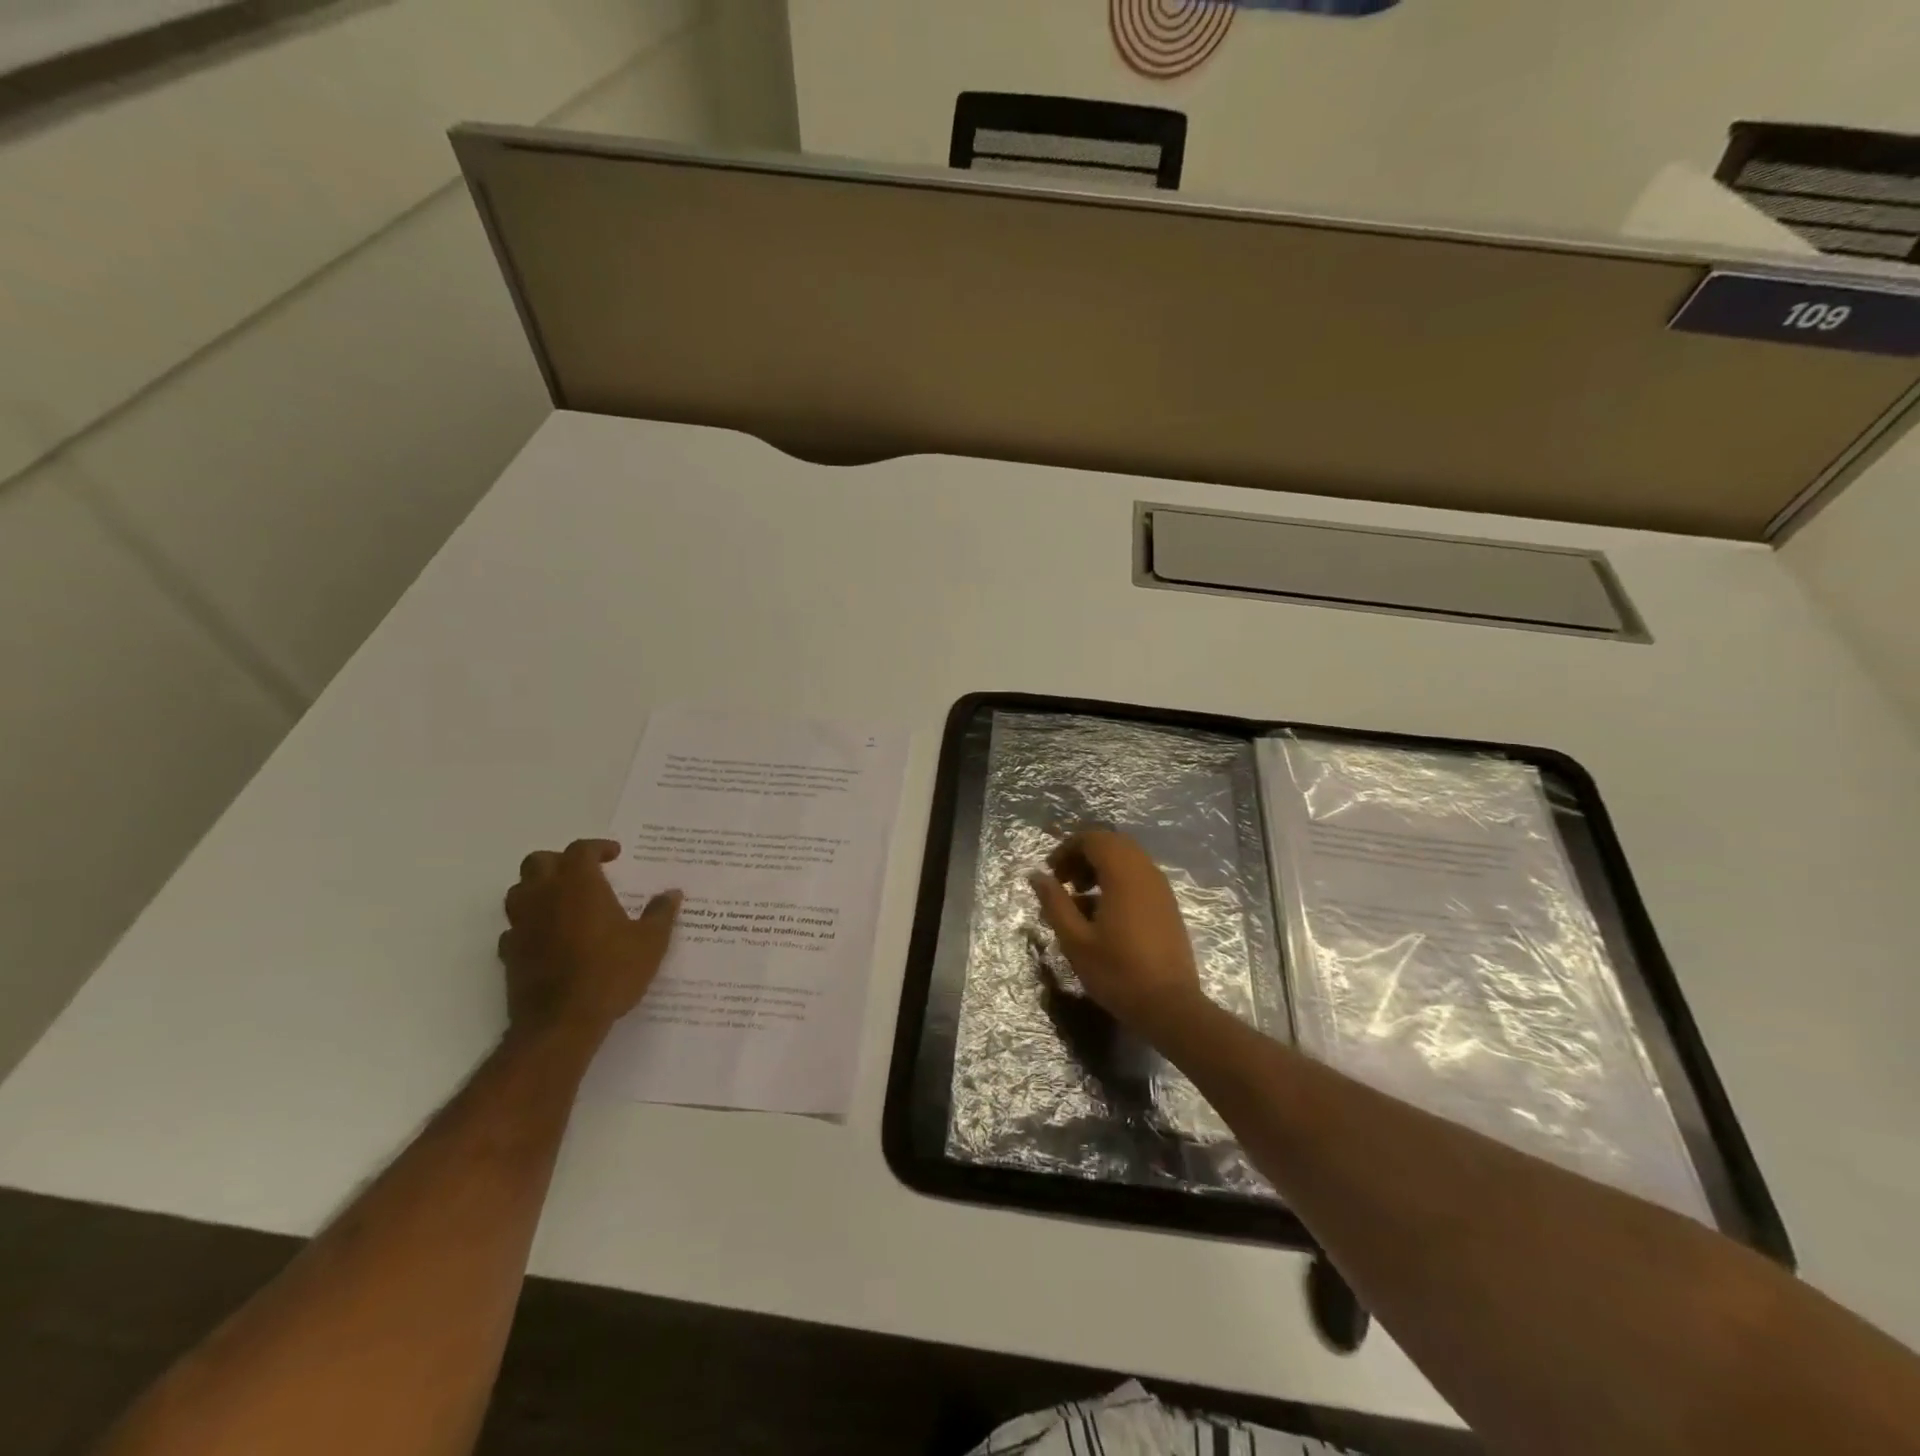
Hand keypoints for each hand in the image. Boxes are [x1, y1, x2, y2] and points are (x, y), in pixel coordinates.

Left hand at [499, 839, 680, 1041]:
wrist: (561, 1023)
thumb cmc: (611, 972)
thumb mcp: (651, 942)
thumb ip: (661, 913)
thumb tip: (672, 893)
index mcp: (579, 885)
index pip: (580, 850)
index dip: (598, 848)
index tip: (614, 855)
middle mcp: (544, 896)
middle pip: (539, 862)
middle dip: (560, 861)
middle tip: (583, 874)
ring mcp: (522, 925)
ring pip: (519, 891)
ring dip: (538, 889)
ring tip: (563, 902)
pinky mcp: (509, 953)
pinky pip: (514, 928)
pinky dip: (529, 925)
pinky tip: (547, 938)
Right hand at [1028, 829, 1205, 1039]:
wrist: (1170, 1007)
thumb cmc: (1117, 973)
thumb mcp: (1075, 940)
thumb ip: (1054, 902)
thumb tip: (1036, 875)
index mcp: (1123, 874)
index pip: (1093, 838)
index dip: (1067, 849)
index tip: (1051, 873)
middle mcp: (1146, 872)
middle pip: (1112, 843)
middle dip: (1084, 855)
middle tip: (1064, 881)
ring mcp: (1161, 889)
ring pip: (1128, 859)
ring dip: (1101, 868)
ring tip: (1080, 897)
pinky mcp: (1168, 905)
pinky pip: (1139, 877)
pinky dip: (1118, 881)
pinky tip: (1103, 913)